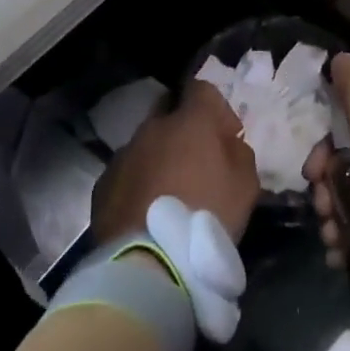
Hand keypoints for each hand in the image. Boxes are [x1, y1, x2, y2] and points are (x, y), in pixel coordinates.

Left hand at [92, 80, 260, 246]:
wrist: (149, 261)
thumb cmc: (206, 216)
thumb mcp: (246, 184)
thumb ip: (238, 152)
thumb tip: (226, 142)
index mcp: (189, 122)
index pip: (201, 89)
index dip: (216, 108)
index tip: (225, 136)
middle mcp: (152, 129)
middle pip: (168, 114)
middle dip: (183, 131)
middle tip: (196, 164)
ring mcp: (123, 155)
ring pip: (145, 145)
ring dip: (158, 159)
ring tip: (169, 194)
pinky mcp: (103, 183)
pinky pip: (127, 173)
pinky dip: (138, 183)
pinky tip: (146, 211)